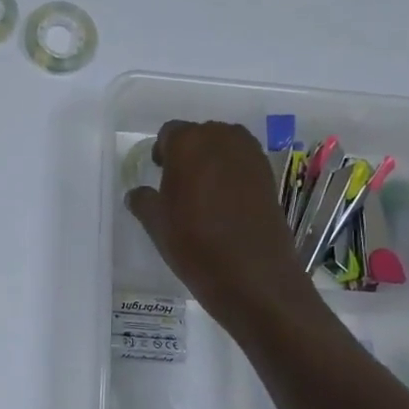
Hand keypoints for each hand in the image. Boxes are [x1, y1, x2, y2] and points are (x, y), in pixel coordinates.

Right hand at [125, 121, 313, 335]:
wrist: (252, 274)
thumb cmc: (193, 243)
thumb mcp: (156, 224)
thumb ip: (143, 201)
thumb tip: (138, 194)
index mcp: (188, 142)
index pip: (169, 134)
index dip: (162, 153)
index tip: (159, 174)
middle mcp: (222, 138)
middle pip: (200, 136)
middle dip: (188, 154)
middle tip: (179, 184)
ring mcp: (250, 155)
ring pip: (224, 147)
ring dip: (212, 162)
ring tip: (202, 193)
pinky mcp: (269, 175)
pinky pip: (243, 164)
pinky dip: (232, 175)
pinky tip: (225, 204)